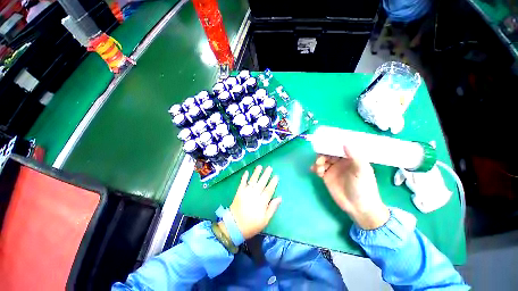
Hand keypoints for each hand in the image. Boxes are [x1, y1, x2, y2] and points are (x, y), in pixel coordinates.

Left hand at [227, 165, 281, 238]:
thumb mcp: (265, 220)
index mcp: (261, 202)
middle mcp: (254, 195)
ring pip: (252, 180)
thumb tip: (279, 198)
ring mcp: (246, 192)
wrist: (234, 227)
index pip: (269, 190)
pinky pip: (242, 183)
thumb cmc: (251, 225)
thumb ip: (272, 208)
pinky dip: (244, 177)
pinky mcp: (239, 192)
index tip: (276, 176)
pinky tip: (246, 172)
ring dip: (256, 173)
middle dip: (266, 174)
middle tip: (269, 167)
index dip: (273, 183)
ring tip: (259, 166)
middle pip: (261, 183)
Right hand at [311, 146, 389, 229]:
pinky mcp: (326, 177)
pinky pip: (318, 169)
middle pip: (328, 153)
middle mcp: (340, 162)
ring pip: (322, 160)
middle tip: (320, 161)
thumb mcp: (362, 171)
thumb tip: (345, 143)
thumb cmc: (363, 187)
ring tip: (319, 169)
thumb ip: (355, 157)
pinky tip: (314, 171)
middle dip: (322, 155)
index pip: (339, 148)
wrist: (358, 207)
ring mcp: (333, 169)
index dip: (331, 145)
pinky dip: (315, 168)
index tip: (324, 145)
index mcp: (350, 158)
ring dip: (318, 162)